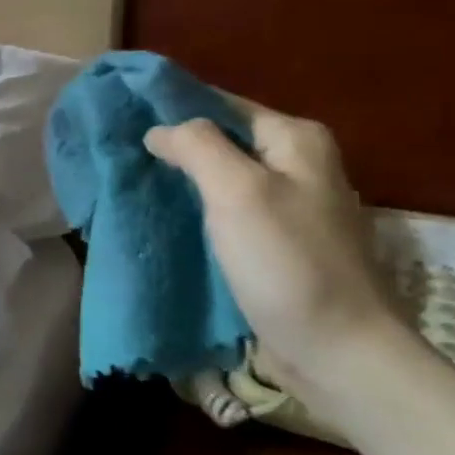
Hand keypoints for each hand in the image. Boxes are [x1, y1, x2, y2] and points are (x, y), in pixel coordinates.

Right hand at [145, 101, 402, 396]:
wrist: (336, 349)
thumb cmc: (286, 262)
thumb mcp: (238, 192)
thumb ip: (198, 147)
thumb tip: (159, 129)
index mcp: (296, 140)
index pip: (221, 104)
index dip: (173, 107)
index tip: (121, 116)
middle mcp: (298, 165)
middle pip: (222, 140)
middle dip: (173, 145)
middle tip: (118, 152)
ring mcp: (289, 206)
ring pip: (221, 177)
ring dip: (181, 180)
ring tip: (130, 182)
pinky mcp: (276, 243)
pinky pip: (226, 212)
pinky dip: (195, 210)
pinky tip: (163, 217)